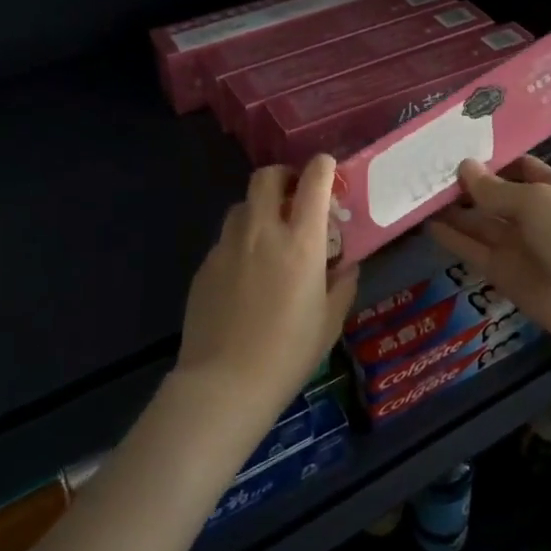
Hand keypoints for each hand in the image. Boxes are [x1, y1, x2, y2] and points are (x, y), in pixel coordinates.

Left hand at [178, 156, 358, 420]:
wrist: (224, 383)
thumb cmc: (288, 353)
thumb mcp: (330, 322)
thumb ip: (342, 285)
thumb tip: (345, 265)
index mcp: (301, 243)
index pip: (314, 182)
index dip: (323, 167)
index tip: (328, 170)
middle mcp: (262, 232)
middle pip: (267, 177)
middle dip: (284, 176)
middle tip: (294, 196)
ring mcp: (228, 245)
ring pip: (242, 205)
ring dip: (259, 208)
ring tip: (269, 235)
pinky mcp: (206, 264)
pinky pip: (226, 238)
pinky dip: (240, 241)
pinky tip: (246, 273)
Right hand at [428, 157, 550, 355]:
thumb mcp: (534, 201)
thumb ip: (494, 189)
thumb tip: (463, 166)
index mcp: (548, 188)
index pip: (516, 167)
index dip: (489, 160)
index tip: (454, 149)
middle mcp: (530, 214)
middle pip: (492, 195)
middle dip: (464, 185)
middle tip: (424, 172)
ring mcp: (515, 244)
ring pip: (478, 223)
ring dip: (452, 211)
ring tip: (417, 194)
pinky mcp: (501, 272)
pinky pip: (473, 251)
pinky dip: (452, 239)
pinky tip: (427, 224)